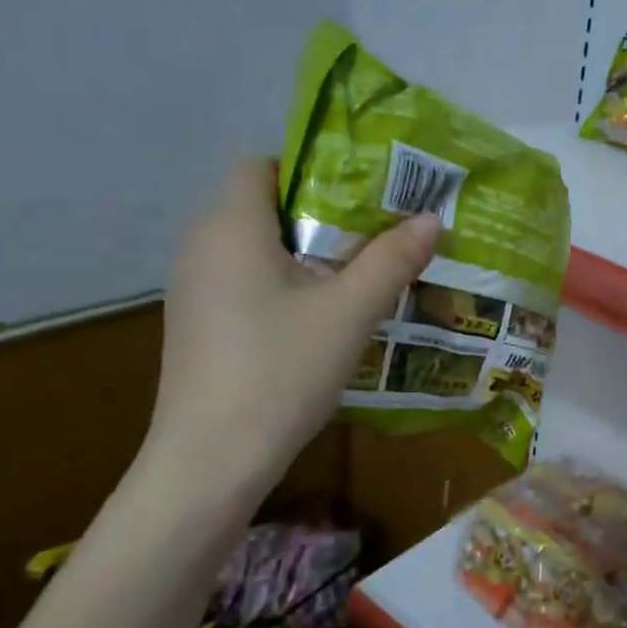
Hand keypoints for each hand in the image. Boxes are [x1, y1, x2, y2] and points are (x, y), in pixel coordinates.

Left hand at [144, 159, 439, 505]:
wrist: (210, 462)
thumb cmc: (280, 372)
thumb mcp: (350, 312)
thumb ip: (392, 259)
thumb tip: (431, 219)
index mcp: (230, 227)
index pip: (263, 164)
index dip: (313, 167)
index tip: (365, 190)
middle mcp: (201, 246)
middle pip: (264, 204)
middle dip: (323, 210)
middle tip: (381, 227)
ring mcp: (195, 288)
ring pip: (257, 245)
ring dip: (308, 249)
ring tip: (364, 267)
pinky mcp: (201, 323)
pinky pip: (247, 278)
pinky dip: (286, 279)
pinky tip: (324, 311)